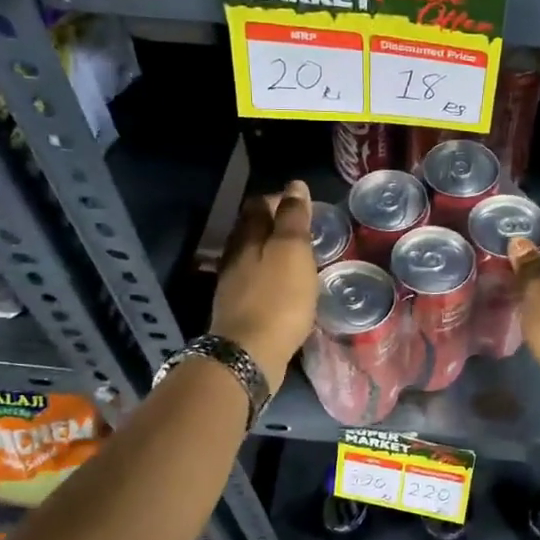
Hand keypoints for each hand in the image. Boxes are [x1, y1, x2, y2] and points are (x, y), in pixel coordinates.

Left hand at [212, 180, 318, 392]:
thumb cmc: (278, 298)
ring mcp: (233, 285)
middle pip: (253, 230)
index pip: (259, 205)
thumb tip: (295, 185)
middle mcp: (234, 256)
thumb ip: (293, 218)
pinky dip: (272, 278)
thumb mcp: (292, 251)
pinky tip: (287, 288)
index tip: (305, 207)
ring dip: (274, 254)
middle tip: (306, 232)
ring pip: (253, 257)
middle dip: (276, 226)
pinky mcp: (239, 310)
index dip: (280, 200)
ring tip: (300, 259)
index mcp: (246, 237)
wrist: (249, 354)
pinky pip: (256, 283)